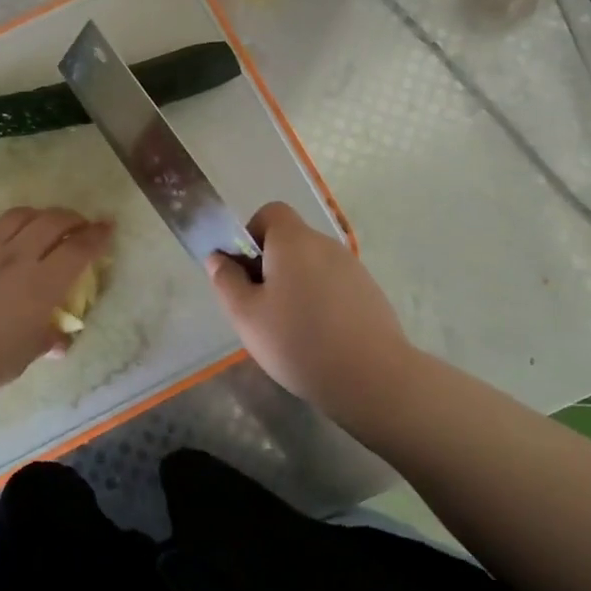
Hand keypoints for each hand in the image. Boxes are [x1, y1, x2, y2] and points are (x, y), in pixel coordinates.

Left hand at [0, 206, 112, 409]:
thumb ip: (45, 341)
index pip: (78, 250)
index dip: (97, 236)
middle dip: (72, 218)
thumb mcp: (21, 359)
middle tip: (79, 223)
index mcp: (40, 285)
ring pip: (17, 216)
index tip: (107, 228)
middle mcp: (14, 257)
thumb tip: (59, 340)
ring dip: (37, 215)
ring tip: (42, 223)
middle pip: (51, 222)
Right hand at [206, 202, 411, 417]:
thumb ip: (226, 281)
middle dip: (270, 266)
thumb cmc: (298, 341)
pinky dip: (321, 301)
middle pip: (290, 241)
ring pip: (312, 265)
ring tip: (290, 329)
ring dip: (296, 285)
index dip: (251, 235)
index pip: (270, 213)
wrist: (373, 378)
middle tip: (261, 308)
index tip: (246, 272)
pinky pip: (333, 285)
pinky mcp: (370, 292)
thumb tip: (218, 258)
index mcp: (293, 240)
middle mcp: (325, 244)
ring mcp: (352, 268)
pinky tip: (319, 338)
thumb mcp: (246, 315)